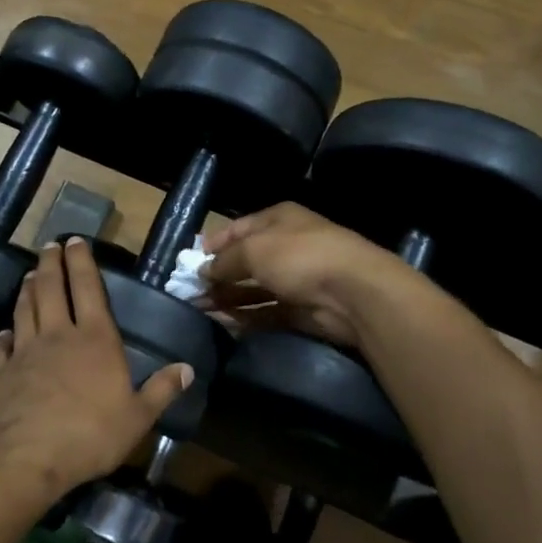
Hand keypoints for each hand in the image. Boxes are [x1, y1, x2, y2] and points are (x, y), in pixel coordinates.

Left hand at [0, 238, 192, 496]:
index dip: (81, 262)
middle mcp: (57, 335)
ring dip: (27, 290)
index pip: (87, 288)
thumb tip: (188, 369)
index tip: (74, 241)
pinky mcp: (1, 373)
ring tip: (29, 276)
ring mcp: (24, 352)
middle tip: (49, 247)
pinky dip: (5, 335)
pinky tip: (5, 332)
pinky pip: (2, 346)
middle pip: (50, 289)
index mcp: (95, 339)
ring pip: (25, 310)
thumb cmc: (90, 435)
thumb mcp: (138, 417)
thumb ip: (162, 390)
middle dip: (50, 265)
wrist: (27, 456)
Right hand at [200, 202, 411, 345]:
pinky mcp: (300, 309)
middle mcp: (286, 246)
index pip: (238, 229)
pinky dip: (245, 317)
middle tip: (188, 291)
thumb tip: (203, 271)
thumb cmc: (299, 256)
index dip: (213, 244)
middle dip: (216, 275)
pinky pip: (265, 312)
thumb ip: (224, 261)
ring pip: (253, 289)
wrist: (352, 293)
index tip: (189, 262)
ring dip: (226, 298)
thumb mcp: (253, 250)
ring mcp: (295, 279)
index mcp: (278, 219)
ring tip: (198, 309)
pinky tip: (223, 323)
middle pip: (244, 261)